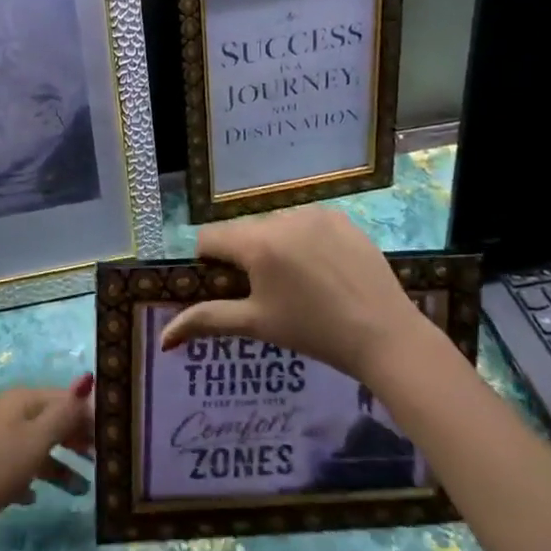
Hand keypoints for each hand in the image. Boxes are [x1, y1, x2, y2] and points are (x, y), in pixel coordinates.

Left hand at [0, 379, 94, 542]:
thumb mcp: (35, 440)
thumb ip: (63, 414)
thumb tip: (88, 380)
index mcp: (21, 400)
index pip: (63, 399)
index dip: (88, 416)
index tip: (111, 440)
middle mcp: (9, 413)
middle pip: (51, 420)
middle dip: (76, 439)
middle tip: (102, 463)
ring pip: (37, 446)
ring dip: (60, 465)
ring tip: (82, 490)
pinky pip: (19, 466)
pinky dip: (33, 477)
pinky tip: (36, 498)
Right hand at [159, 206, 434, 380]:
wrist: (386, 336)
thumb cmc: (314, 332)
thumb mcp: (256, 325)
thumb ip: (206, 320)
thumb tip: (163, 337)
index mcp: (256, 243)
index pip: (209, 238)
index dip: (209, 263)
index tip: (227, 288)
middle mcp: (280, 217)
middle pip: (243, 231)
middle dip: (244, 257)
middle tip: (267, 292)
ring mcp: (313, 213)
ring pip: (274, 225)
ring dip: (274, 246)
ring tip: (299, 284)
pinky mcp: (340, 217)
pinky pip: (306, 222)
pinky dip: (304, 240)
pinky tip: (323, 270)